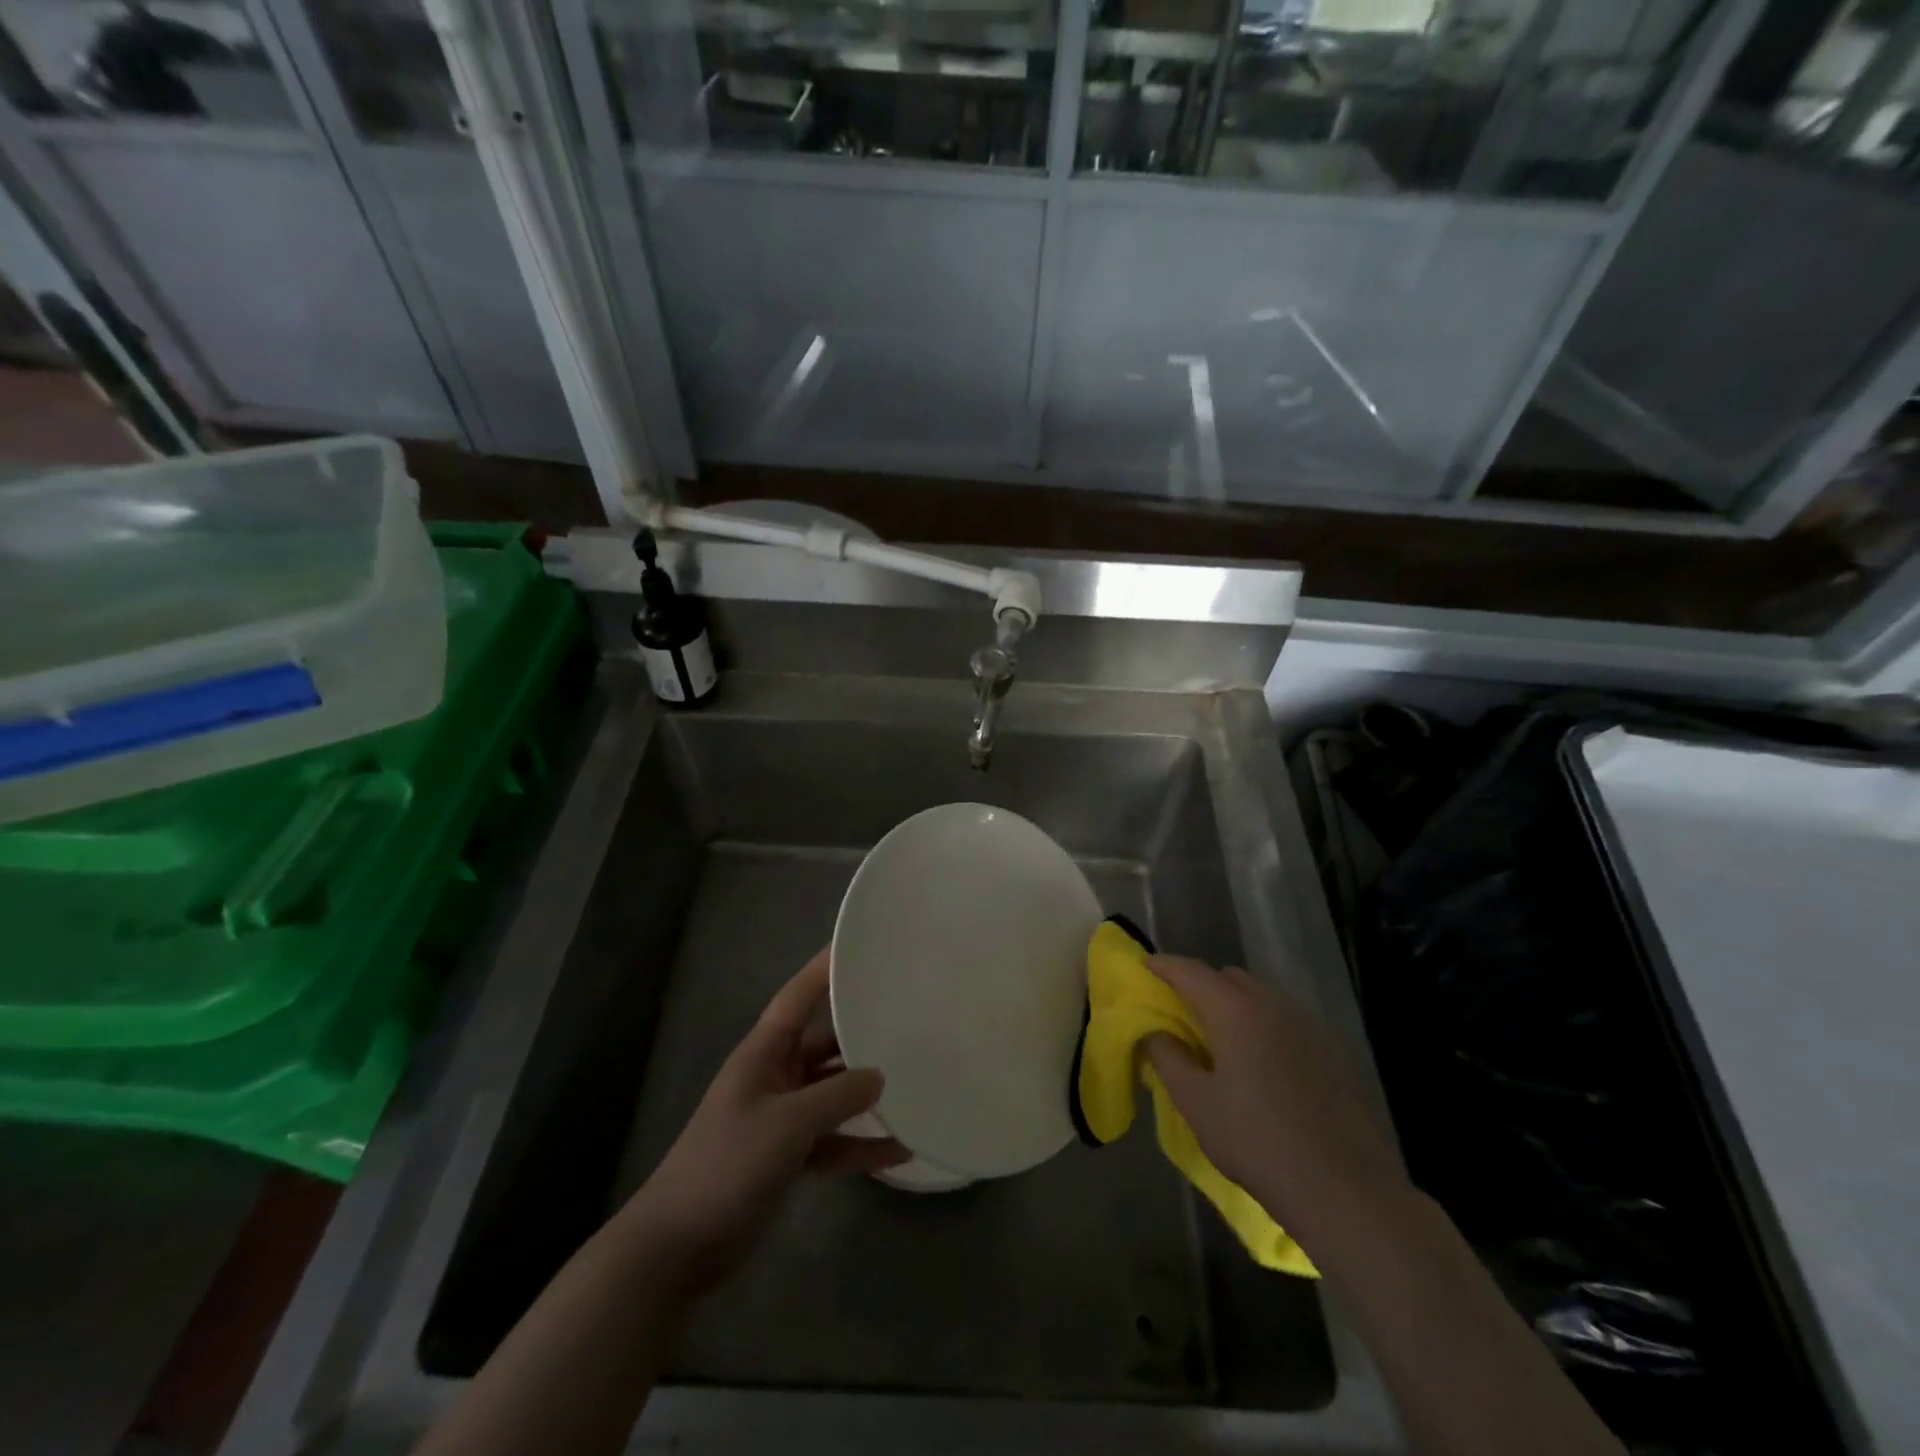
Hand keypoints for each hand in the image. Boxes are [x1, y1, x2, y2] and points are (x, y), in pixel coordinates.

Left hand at [620, 948, 908, 1294]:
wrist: (678, 1247)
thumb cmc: (727, 1165)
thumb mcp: (787, 1124)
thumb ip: (836, 1095)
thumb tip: (878, 1075)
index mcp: (764, 1053)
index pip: (798, 997)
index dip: (824, 969)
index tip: (858, 946)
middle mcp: (775, 1076)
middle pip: (824, 1044)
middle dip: (860, 1033)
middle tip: (906, 1018)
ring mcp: (781, 1118)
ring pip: (832, 1093)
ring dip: (865, 1096)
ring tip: (913, 1084)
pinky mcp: (787, 1156)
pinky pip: (832, 1140)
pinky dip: (860, 1144)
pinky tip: (899, 1150)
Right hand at [1143, 955, 1405, 1237]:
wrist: (1345, 1189)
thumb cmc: (1257, 1141)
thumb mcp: (1196, 1102)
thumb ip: (1168, 1057)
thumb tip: (1155, 1030)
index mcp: (1235, 1010)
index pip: (1191, 971)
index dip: (1164, 965)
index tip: (1145, 966)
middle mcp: (1272, 1004)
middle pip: (1228, 978)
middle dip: (1201, 985)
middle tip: (1180, 1012)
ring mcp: (1307, 1026)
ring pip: (1260, 998)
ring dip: (1234, 1006)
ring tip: (1218, 1040)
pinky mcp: (1331, 1051)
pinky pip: (1284, 1021)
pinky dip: (1262, 1026)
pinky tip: (1259, 1064)